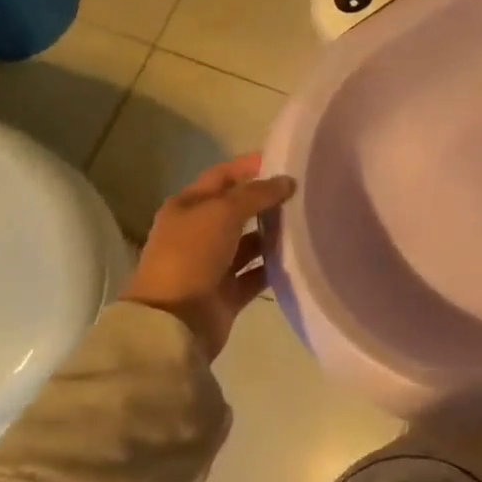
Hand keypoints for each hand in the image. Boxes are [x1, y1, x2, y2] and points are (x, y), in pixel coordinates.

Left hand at [124, 153, 295, 361]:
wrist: (173, 322)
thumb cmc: (192, 255)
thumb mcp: (223, 213)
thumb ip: (257, 194)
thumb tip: (287, 181)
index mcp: (187, 207)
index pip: (222, 176)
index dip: (249, 166)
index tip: (284, 159)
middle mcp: (199, 232)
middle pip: (238, 209)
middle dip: (267, 199)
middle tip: (304, 191)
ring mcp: (213, 264)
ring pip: (249, 242)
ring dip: (273, 233)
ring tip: (307, 222)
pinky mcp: (228, 292)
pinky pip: (257, 273)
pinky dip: (274, 266)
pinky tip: (299, 256)